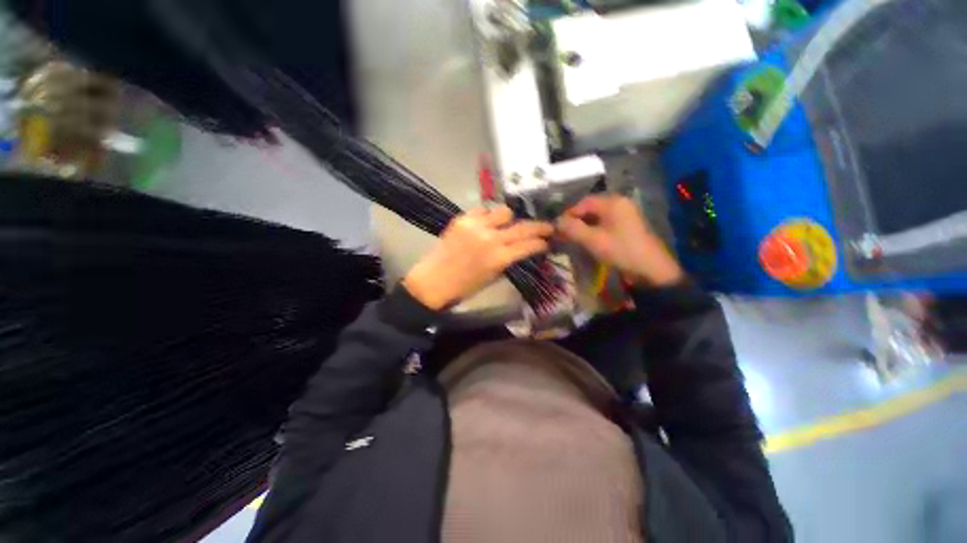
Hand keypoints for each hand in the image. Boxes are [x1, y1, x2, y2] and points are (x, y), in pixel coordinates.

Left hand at [403, 206, 552, 309]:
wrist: (434, 280)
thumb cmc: (465, 286)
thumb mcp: (493, 277)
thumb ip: (509, 260)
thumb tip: (523, 250)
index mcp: (499, 258)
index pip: (530, 245)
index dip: (542, 243)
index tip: (547, 242)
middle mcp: (491, 238)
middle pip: (523, 226)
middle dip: (539, 226)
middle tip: (546, 226)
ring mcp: (476, 225)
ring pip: (504, 211)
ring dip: (510, 219)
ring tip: (507, 225)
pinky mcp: (462, 219)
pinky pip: (483, 210)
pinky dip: (488, 216)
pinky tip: (486, 223)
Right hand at [557, 195, 683, 286]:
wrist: (650, 269)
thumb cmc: (620, 251)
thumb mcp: (593, 240)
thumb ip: (572, 228)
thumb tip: (556, 222)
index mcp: (613, 202)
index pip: (583, 202)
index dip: (568, 214)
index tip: (557, 228)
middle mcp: (619, 203)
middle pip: (590, 208)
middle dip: (575, 220)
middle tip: (564, 234)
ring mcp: (625, 214)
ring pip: (596, 216)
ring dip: (583, 226)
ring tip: (572, 238)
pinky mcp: (626, 225)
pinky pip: (604, 223)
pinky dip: (593, 230)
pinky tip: (586, 240)